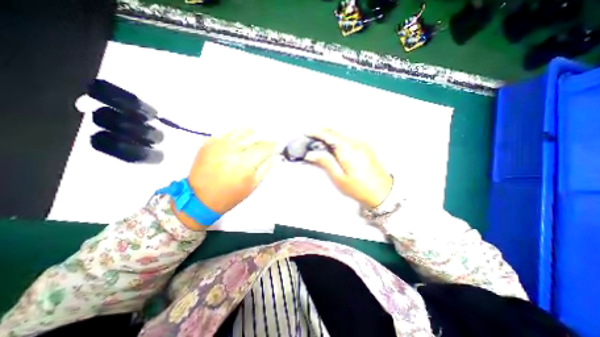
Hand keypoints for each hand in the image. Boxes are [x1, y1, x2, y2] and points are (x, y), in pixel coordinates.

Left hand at [188, 130, 280, 213]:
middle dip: (266, 137)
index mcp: (244, 164)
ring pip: (242, 131)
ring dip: (254, 132)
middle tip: (273, 138)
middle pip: (255, 137)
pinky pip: (228, 132)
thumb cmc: (230, 196)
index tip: (281, 143)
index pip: (264, 148)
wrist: (199, 199)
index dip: (274, 145)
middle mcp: (232, 150)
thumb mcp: (252, 185)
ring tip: (261, 134)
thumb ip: (266, 168)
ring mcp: (219, 144)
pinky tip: (245, 134)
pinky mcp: (209, 142)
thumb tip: (277, 157)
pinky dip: (239, 131)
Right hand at [306, 129, 393, 207]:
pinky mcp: (366, 145)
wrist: (383, 192)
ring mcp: (362, 142)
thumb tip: (311, 153)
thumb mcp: (339, 177)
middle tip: (311, 136)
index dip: (316, 132)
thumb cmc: (359, 187)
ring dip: (330, 133)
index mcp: (348, 149)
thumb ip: (325, 162)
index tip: (306, 132)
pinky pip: (348, 136)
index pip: (329, 135)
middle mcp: (356, 142)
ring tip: (320, 140)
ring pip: (342, 132)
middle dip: (322, 131)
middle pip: (335, 130)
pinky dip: (338, 137)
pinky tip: (334, 144)